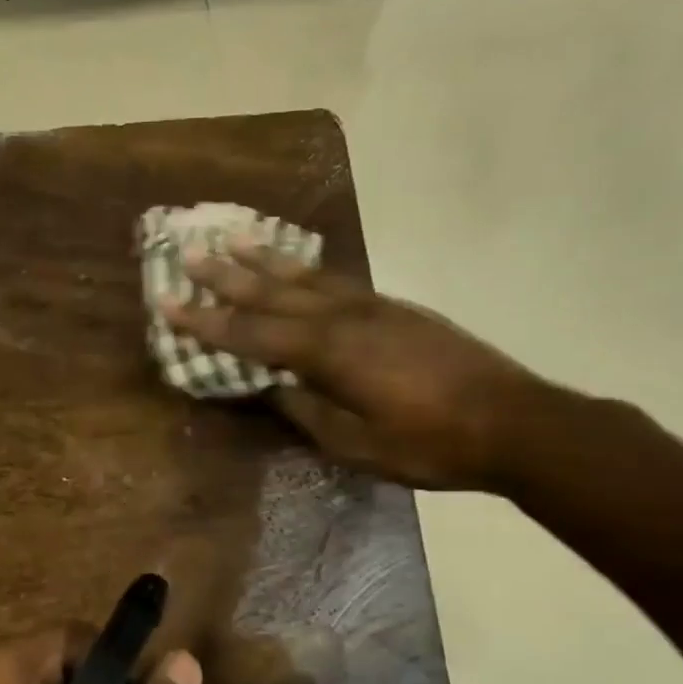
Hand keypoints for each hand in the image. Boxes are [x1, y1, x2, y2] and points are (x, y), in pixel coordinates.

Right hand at [160, 242, 551, 490]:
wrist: (515, 422)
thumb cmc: (429, 444)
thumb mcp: (355, 443)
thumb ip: (306, 410)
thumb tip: (271, 387)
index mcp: (327, 352)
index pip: (250, 333)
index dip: (205, 321)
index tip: (167, 303)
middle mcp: (344, 317)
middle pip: (274, 291)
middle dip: (227, 275)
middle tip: (191, 252)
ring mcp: (373, 307)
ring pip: (307, 276)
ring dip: (266, 259)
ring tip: (236, 239)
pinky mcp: (396, 308)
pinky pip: (337, 280)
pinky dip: (308, 269)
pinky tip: (298, 266)